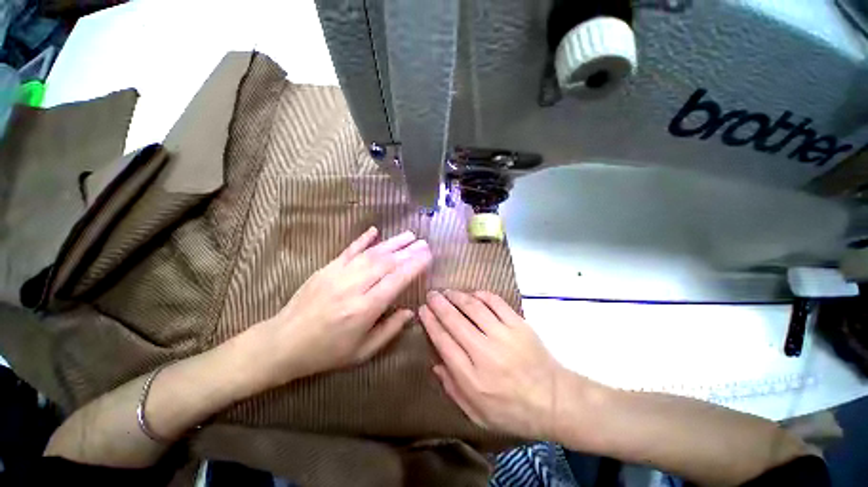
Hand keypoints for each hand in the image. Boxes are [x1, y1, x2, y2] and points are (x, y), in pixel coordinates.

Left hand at [256, 227, 431, 384]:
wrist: (282, 343)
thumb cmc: (326, 352)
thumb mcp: (362, 352)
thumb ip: (389, 330)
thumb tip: (410, 312)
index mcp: (364, 309)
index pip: (396, 281)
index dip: (414, 266)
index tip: (428, 256)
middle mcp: (354, 287)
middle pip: (386, 263)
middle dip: (408, 251)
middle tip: (424, 243)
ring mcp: (338, 274)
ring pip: (371, 254)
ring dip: (392, 243)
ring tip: (409, 235)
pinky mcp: (326, 268)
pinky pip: (349, 250)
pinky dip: (363, 239)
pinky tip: (375, 230)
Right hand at [419, 290, 565, 439]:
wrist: (555, 401)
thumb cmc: (513, 411)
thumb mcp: (478, 414)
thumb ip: (453, 389)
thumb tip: (435, 363)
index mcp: (472, 377)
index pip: (443, 342)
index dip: (431, 323)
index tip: (423, 310)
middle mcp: (485, 353)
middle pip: (455, 321)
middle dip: (439, 305)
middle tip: (431, 295)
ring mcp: (503, 335)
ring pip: (473, 307)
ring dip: (457, 296)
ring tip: (448, 292)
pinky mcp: (519, 325)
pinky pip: (496, 303)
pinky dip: (482, 295)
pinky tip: (473, 294)